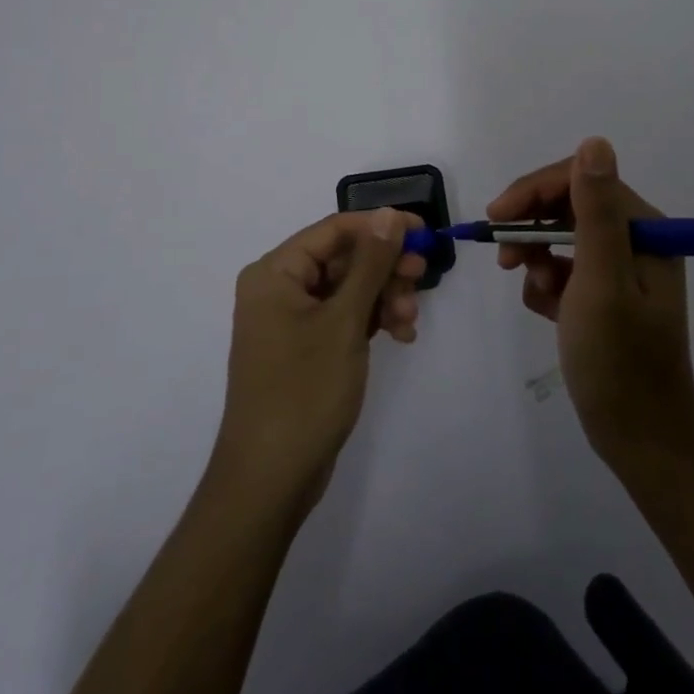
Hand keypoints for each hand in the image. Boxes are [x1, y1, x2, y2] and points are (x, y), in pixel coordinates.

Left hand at [210, 208, 425, 516]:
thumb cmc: (304, 391)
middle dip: (384, 269)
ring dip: (383, 297)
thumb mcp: (344, 321)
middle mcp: (278, 288)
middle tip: (420, 279)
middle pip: (342, 258)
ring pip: (348, 288)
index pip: (334, 229)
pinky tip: (400, 335)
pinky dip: (371, 320)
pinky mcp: (304, 348)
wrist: (270, 480)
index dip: (380, 226)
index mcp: (275, 272)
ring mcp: (290, 320)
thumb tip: (390, 214)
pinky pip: (343, 317)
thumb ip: (370, 263)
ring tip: (408, 320)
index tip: (423, 233)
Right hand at [489, 137, 693, 469]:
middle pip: (568, 206)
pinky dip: (548, 284)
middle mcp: (636, 240)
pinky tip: (548, 311)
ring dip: (538, 258)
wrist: (640, 438)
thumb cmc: (619, 360)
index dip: (534, 192)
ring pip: (561, 237)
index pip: (580, 181)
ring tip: (535, 291)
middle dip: (532, 228)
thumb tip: (594, 142)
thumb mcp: (602, 281)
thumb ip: (596, 211)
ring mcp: (621, 268)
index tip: (496, 218)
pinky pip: (564, 269)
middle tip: (504, 259)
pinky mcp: (606, 294)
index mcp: (644, 229)